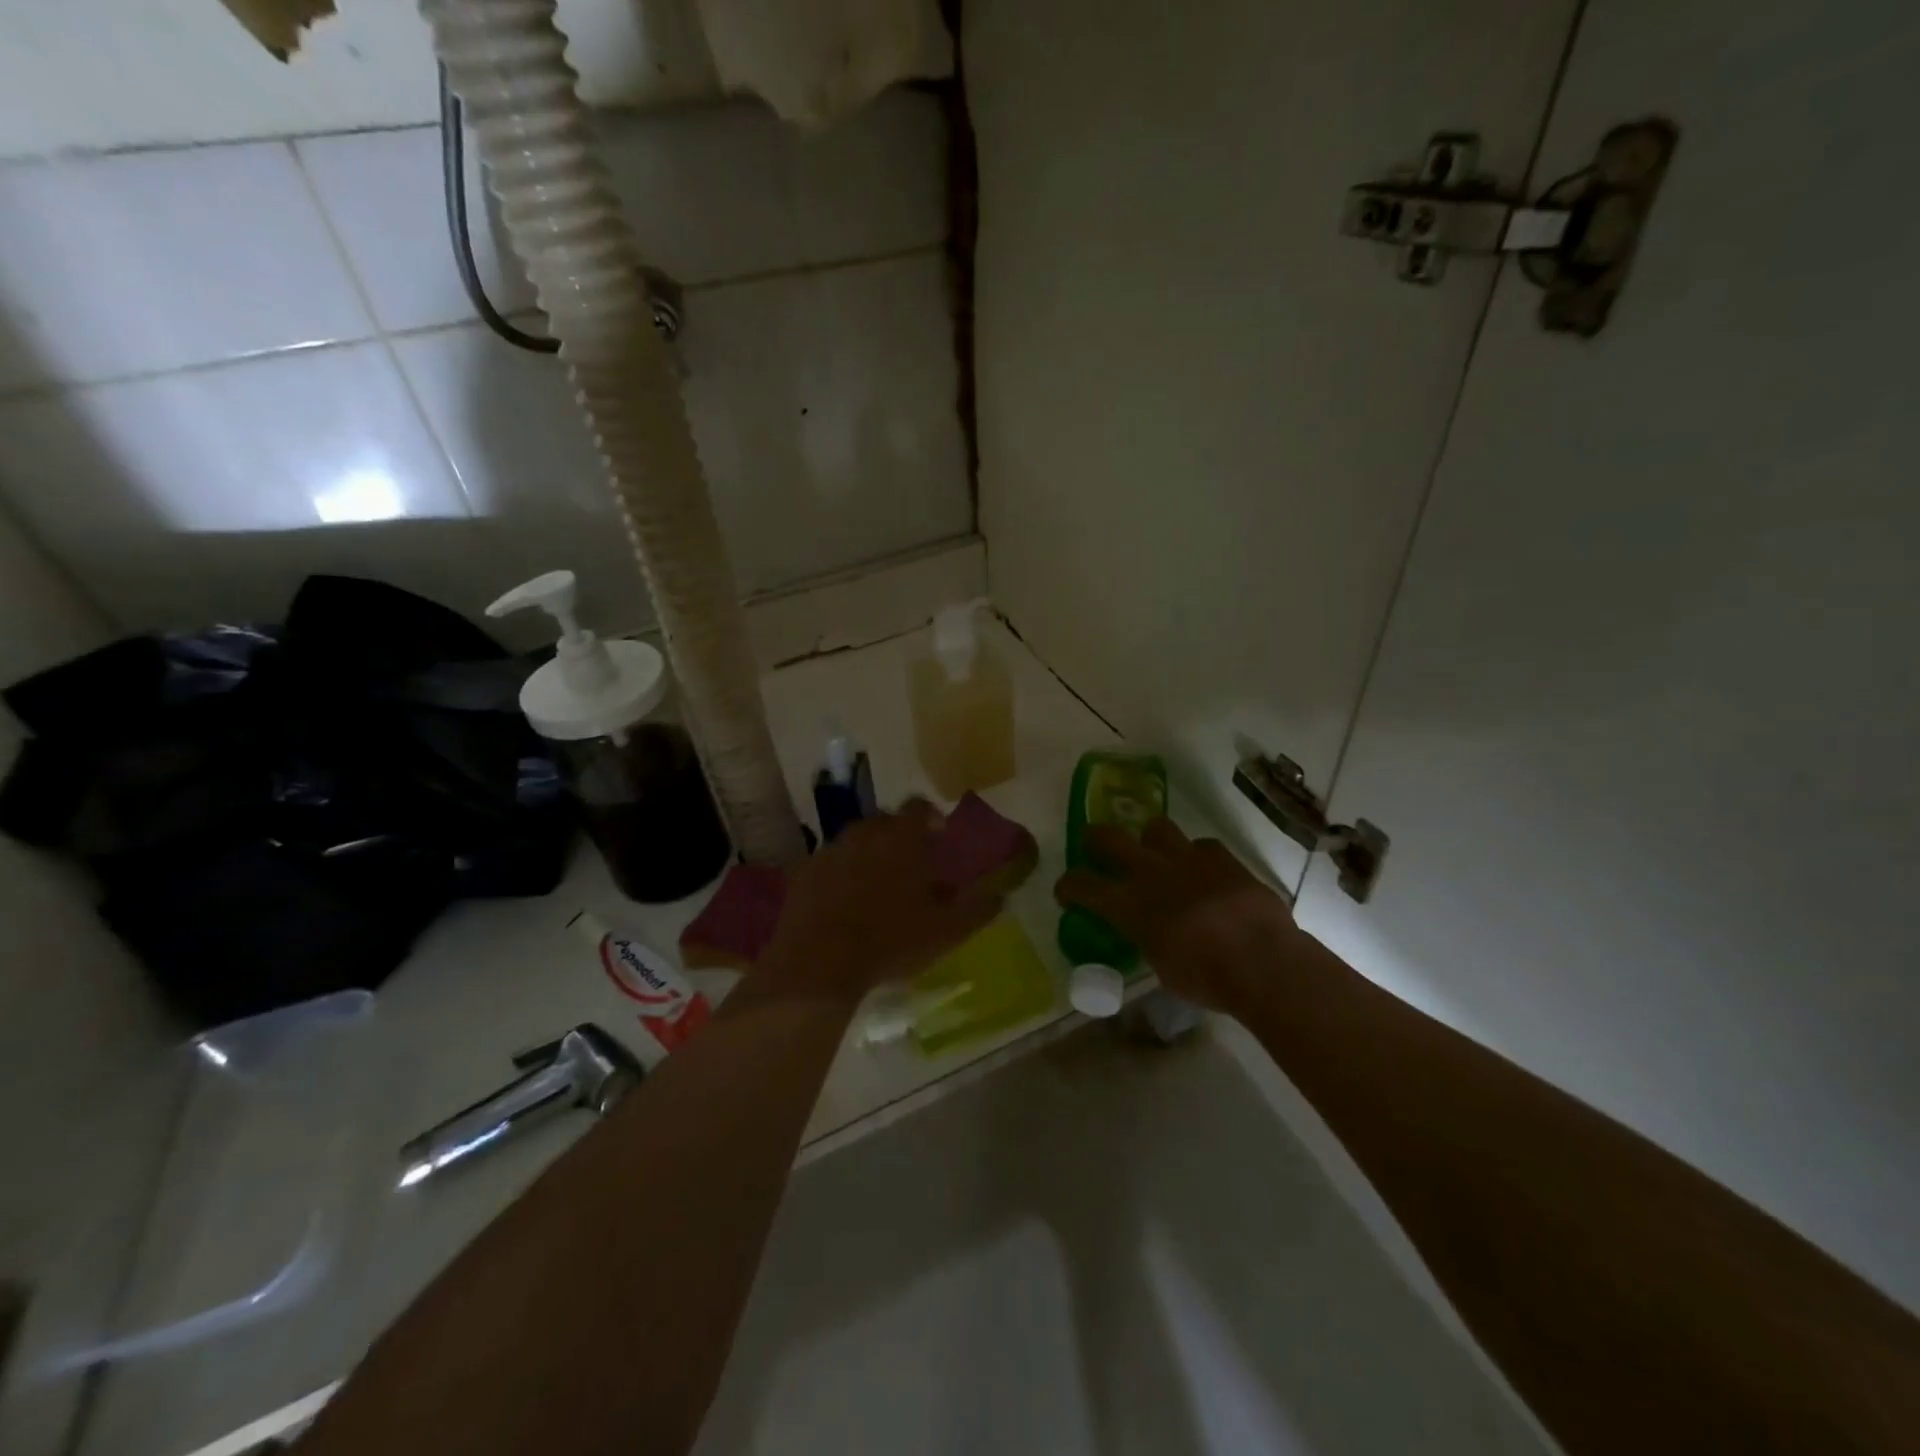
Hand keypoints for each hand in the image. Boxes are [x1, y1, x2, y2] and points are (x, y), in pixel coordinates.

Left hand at [759, 800, 1003, 1002]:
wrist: (820, 962)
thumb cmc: (891, 940)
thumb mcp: (946, 931)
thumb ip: (976, 909)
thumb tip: (1000, 896)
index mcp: (901, 837)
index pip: (919, 807)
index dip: (931, 818)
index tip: (939, 837)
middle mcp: (864, 832)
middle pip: (885, 822)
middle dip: (899, 838)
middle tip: (910, 867)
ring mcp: (829, 849)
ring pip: (855, 841)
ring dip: (868, 855)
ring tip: (876, 888)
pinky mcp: (803, 871)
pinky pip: (829, 864)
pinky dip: (840, 875)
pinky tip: (844, 903)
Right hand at [1054, 817, 1301, 1011]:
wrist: (1262, 960)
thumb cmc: (1206, 977)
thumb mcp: (1161, 966)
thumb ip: (1147, 938)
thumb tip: (1148, 931)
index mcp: (1129, 904)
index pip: (1081, 884)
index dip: (1068, 886)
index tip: (1067, 892)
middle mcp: (1150, 872)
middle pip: (1107, 836)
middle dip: (1096, 839)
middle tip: (1097, 848)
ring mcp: (1186, 858)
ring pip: (1155, 826)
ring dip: (1151, 841)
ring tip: (1159, 857)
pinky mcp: (1221, 857)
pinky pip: (1201, 845)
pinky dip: (1197, 857)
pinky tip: (1205, 874)